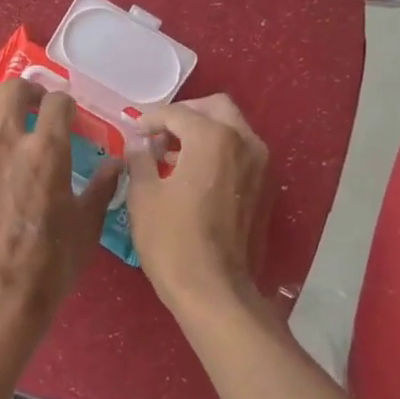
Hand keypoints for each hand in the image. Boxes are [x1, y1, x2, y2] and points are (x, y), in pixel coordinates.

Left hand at [0, 79, 121, 330]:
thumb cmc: (50, 263)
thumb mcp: (86, 225)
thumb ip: (101, 187)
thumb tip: (115, 163)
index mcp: (46, 150)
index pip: (57, 103)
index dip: (65, 104)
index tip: (67, 114)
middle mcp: (4, 140)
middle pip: (12, 89)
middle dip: (29, 90)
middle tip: (35, 104)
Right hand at [125, 94, 269, 313]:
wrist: (214, 290)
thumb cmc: (172, 241)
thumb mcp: (143, 196)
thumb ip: (140, 159)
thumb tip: (139, 144)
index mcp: (213, 138)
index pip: (177, 113)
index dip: (150, 119)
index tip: (133, 131)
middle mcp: (245, 142)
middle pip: (215, 108)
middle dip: (185, 115)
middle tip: (158, 134)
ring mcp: (261, 166)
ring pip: (232, 129)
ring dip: (203, 133)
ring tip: (171, 156)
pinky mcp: (265, 189)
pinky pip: (240, 154)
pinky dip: (218, 152)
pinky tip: (193, 176)